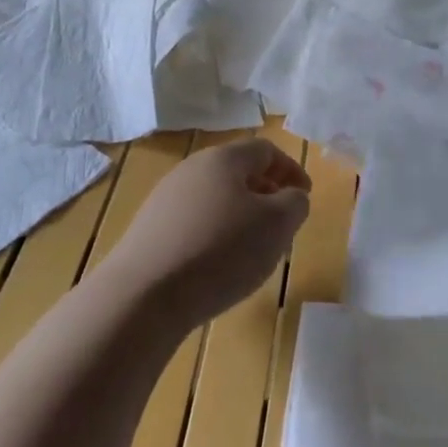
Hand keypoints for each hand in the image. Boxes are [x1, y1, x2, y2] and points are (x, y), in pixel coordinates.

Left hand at [102, 138, 311, 329]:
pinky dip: (214, 235)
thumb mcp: (277, 225)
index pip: (266, 150)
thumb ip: (295, 203)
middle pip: (238, 172)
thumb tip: (291, 197)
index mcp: (224, 158)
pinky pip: (193, 223)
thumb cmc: (221, 251)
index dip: (292, 170)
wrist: (142, 296)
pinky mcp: (148, 230)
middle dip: (266, 193)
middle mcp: (192, 169)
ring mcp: (165, 199)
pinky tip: (217, 267)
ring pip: (215, 198)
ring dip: (240, 216)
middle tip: (282, 223)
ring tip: (252, 250)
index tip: (305, 197)